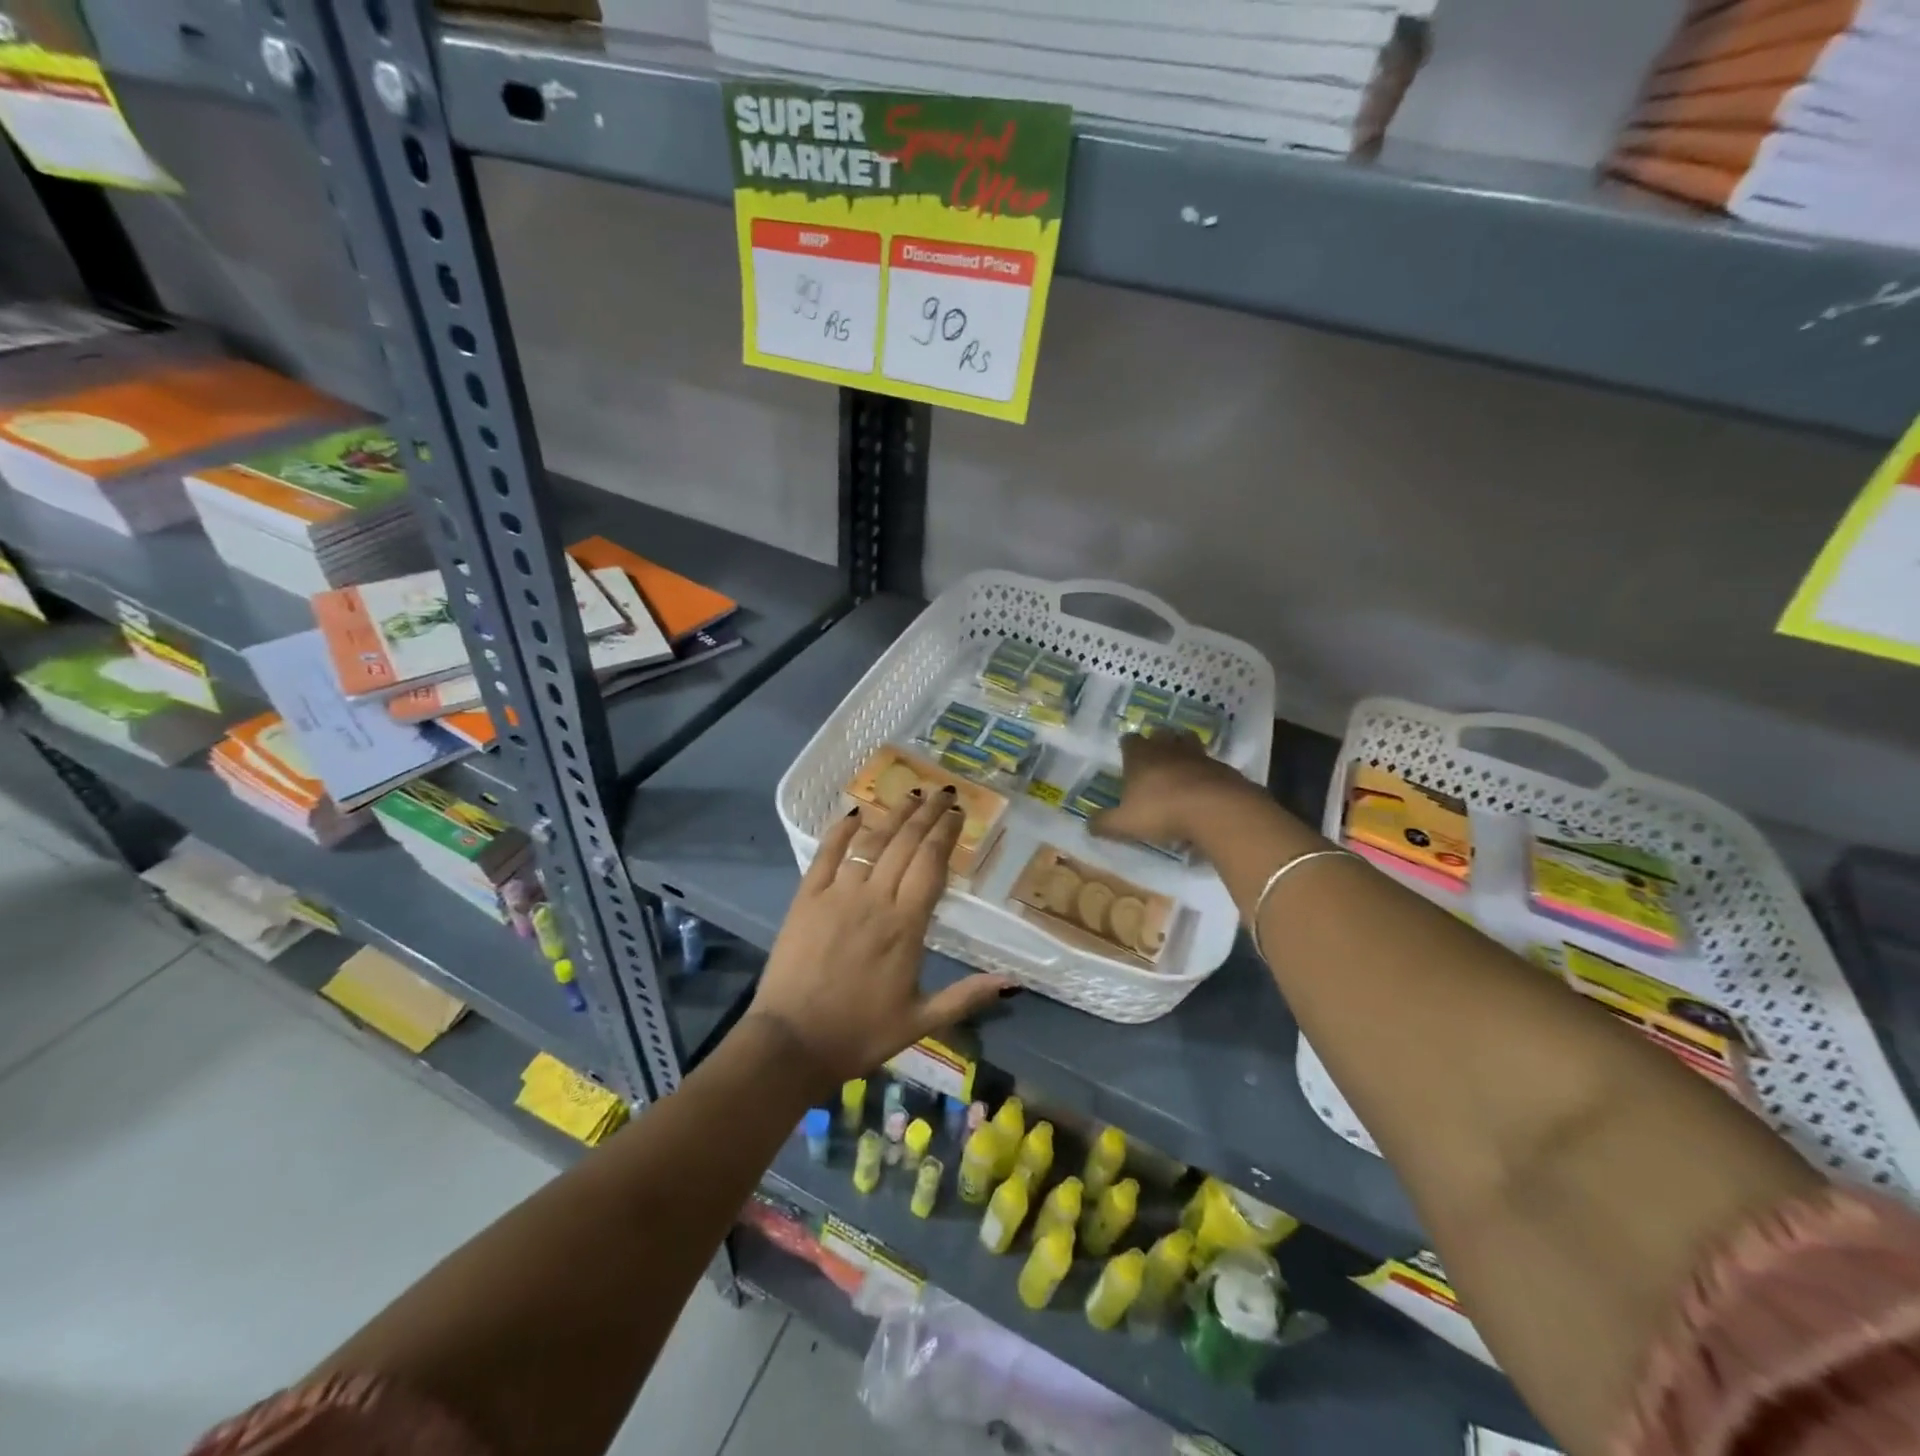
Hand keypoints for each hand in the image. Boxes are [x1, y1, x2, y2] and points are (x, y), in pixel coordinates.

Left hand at [747, 788, 1013, 1087]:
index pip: (931, 864)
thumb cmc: (860, 1034)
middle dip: (927, 814)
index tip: (958, 813)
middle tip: (942, 793)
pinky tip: (854, 812)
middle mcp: (875, 899)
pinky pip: (826, 854)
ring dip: (893, 815)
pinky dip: (841, 830)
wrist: (792, 1044)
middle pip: (905, 844)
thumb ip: (967, 996)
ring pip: (871, 842)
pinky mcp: (806, 898)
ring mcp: (838, 895)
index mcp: (906, 926)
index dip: (945, 834)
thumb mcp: (921, 1021)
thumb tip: (1012, 982)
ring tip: (911, 794)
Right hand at [1091, 728, 1255, 847]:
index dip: (1127, 748)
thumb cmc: (1162, 811)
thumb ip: (1104, 823)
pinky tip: (1202, 790)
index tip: (1126, 758)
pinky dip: (1204, 773)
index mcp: (1140, 756)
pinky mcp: (1222, 768)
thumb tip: (1087, 824)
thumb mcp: (1124, 824)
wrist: (1216, 809)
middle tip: (1153, 760)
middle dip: (1156, 743)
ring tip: (1179, 768)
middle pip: (1160, 734)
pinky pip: (1209, 765)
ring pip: (1187, 742)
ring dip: (1182, 751)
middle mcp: (1167, 748)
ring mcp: (1198, 755)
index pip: (1129, 740)